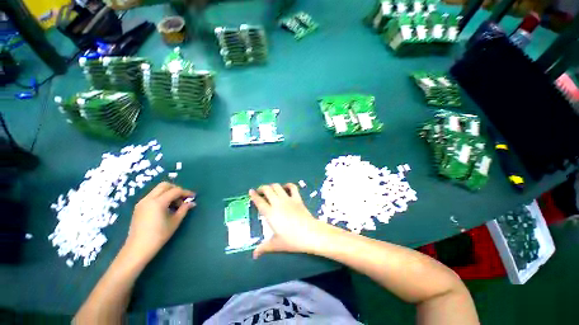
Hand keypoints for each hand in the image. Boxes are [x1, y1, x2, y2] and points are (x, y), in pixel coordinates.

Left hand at [123, 182, 195, 262]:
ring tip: (175, 205)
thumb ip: (184, 209)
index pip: (175, 191)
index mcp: (158, 202)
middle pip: (165, 185)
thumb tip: (192, 203)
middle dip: (176, 189)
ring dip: (168, 193)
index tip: (193, 197)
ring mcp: (142, 202)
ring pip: (158, 190)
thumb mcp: (175, 222)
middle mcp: (148, 199)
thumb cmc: (159, 236)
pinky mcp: (139, 207)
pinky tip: (165, 208)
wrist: (138, 248)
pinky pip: (152, 196)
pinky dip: (161, 197)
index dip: (186, 192)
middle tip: (183, 198)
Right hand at [249, 183, 334, 258]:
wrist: (310, 233)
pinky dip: (288, 185)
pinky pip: (292, 187)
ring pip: (277, 187)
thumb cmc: (292, 240)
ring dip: (272, 186)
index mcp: (270, 213)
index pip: (259, 201)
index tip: (251, 191)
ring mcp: (288, 199)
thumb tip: (254, 255)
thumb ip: (264, 248)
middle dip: (262, 188)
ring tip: (270, 190)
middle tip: (260, 191)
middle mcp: (278, 203)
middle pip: (267, 190)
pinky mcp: (297, 198)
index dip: (254, 195)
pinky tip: (285, 188)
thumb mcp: (276, 245)